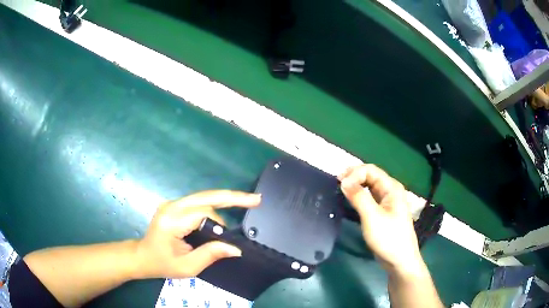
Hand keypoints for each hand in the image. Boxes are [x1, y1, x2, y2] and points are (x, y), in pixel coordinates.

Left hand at [134, 190, 260, 278]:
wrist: (143, 256)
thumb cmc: (162, 264)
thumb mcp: (187, 267)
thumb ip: (210, 255)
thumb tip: (235, 248)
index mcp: (171, 221)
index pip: (202, 213)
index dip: (220, 224)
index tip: (229, 239)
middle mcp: (171, 206)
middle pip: (206, 196)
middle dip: (232, 196)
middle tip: (256, 199)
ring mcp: (172, 203)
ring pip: (204, 196)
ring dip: (225, 200)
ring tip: (247, 202)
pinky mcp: (175, 205)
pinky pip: (199, 201)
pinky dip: (216, 204)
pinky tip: (229, 205)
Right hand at [339, 165, 424, 274]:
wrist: (399, 261)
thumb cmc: (388, 238)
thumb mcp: (372, 217)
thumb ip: (359, 197)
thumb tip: (344, 181)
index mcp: (392, 188)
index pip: (371, 170)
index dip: (354, 173)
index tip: (340, 185)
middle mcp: (390, 191)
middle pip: (370, 176)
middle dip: (354, 176)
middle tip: (336, 183)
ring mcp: (387, 202)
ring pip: (369, 187)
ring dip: (355, 185)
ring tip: (340, 190)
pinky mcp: (382, 212)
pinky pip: (369, 197)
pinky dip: (359, 196)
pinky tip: (350, 200)